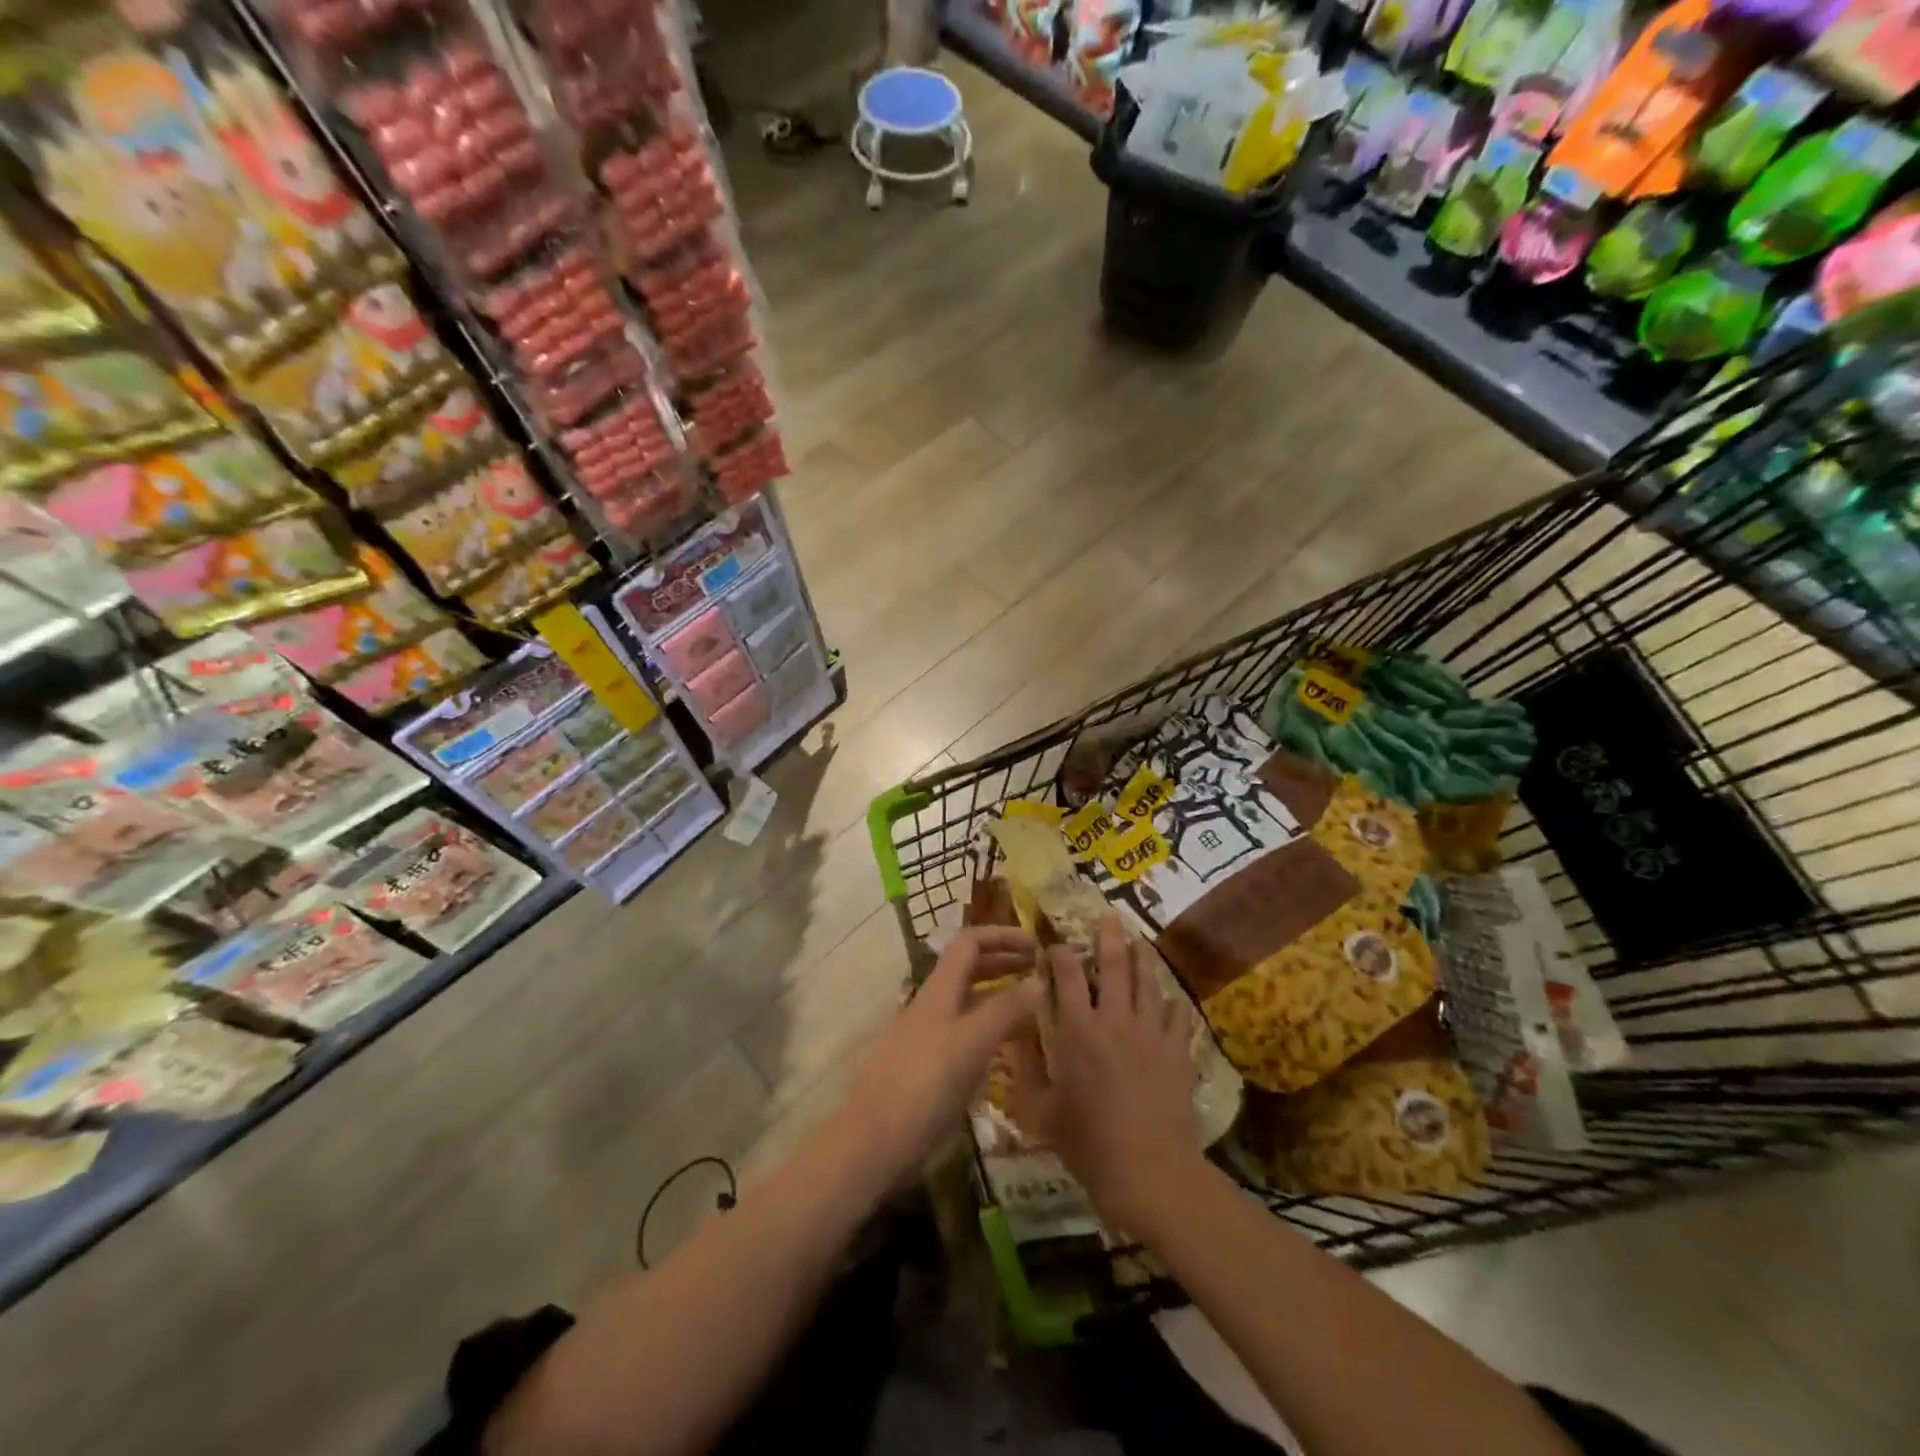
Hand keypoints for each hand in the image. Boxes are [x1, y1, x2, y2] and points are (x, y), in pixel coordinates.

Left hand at [845, 926, 1042, 1186]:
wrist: (872, 1143)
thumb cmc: (923, 1086)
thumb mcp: (971, 1044)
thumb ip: (1005, 1010)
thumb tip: (1039, 978)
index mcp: (939, 990)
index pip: (970, 942)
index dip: (1002, 935)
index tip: (1037, 945)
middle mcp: (931, 1005)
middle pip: (967, 968)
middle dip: (1003, 961)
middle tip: (1039, 972)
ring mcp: (925, 1037)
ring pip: (966, 1001)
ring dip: (997, 994)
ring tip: (1030, 1006)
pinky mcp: (925, 1068)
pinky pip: (962, 1033)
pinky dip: (987, 1028)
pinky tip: (1004, 1050)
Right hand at [1010, 916, 1204, 1235]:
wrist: (1150, 1173)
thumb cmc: (1088, 1144)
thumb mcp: (1041, 1111)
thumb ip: (1026, 1067)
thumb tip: (1013, 1031)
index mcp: (1077, 1030)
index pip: (1065, 975)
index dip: (1059, 953)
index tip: (1054, 945)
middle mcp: (1114, 1020)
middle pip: (1113, 966)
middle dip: (1108, 937)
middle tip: (1108, 916)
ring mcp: (1151, 1033)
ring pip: (1148, 983)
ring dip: (1143, 959)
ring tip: (1140, 942)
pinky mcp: (1178, 1052)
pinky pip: (1179, 1017)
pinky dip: (1174, 1004)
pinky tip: (1172, 1000)